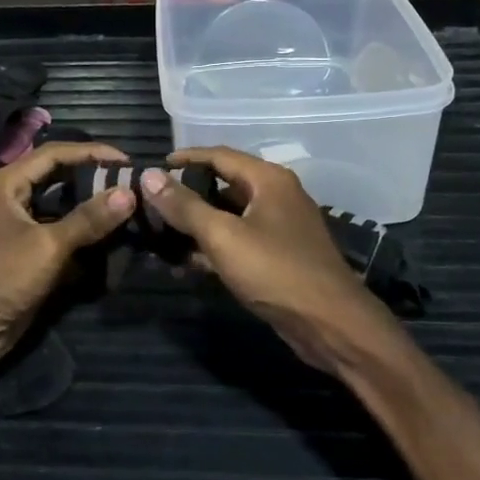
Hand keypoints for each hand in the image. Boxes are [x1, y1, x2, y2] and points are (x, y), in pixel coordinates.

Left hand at [0, 141, 135, 378]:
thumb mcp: (47, 245)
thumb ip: (88, 219)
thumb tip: (129, 194)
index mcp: (5, 184)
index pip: (54, 154)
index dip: (91, 152)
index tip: (126, 160)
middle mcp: (9, 200)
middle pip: (57, 179)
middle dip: (92, 180)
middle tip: (130, 184)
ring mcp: (15, 229)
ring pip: (60, 210)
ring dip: (89, 210)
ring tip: (126, 208)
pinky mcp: (24, 257)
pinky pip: (58, 237)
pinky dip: (81, 237)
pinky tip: (110, 240)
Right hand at [139, 148, 398, 374]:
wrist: (330, 324)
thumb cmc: (276, 271)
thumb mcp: (223, 236)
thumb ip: (185, 206)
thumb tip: (149, 175)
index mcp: (268, 180)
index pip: (219, 155)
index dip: (185, 159)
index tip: (152, 168)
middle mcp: (276, 195)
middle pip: (223, 184)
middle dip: (187, 195)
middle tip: (151, 205)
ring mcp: (280, 227)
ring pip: (229, 216)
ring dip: (197, 225)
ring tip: (160, 236)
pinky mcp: (279, 256)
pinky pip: (238, 241)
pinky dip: (214, 247)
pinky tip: (186, 264)